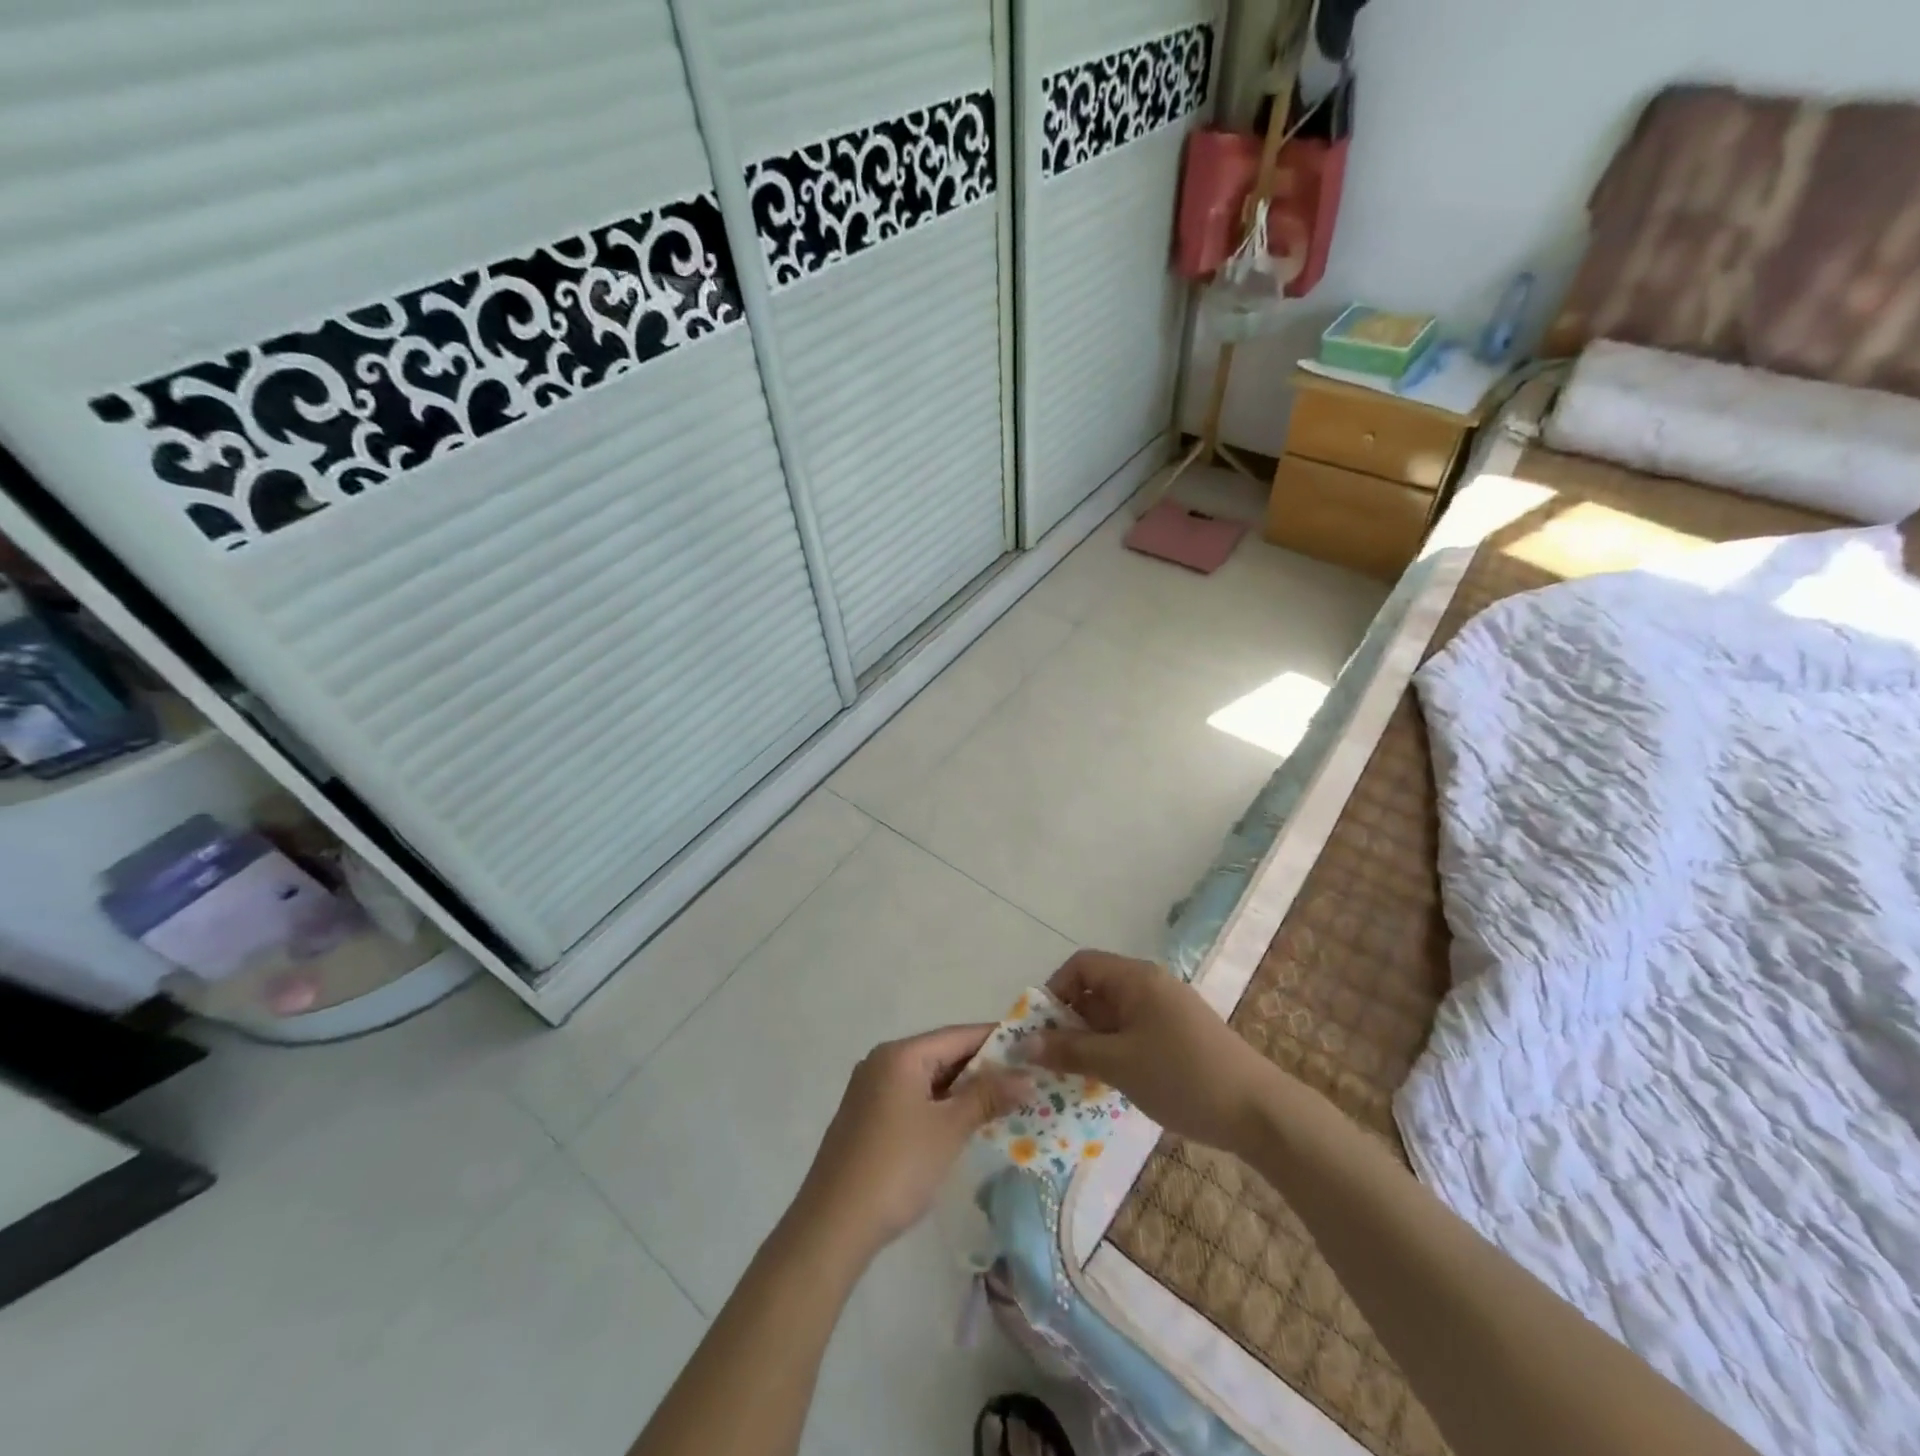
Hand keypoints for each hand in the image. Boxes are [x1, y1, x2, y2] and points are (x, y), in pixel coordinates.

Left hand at [791, 1024, 1031, 1259]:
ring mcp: (871, 1089)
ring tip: (1004, 1102)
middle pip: (942, 1053)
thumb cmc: (897, 1168)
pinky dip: (941, 1104)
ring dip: (963, 1089)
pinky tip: (964, 1123)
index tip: (1032, 1049)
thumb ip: (988, 1096)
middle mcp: (883, 1061)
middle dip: (983, 1068)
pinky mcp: (867, 1116)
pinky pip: (913, 1097)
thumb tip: (1028, 1076)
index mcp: (900, 1054)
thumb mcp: (949, 1129)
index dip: (997, 1040)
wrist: (833, 1225)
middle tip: (1025, 1081)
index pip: (958, 1035)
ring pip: (928, 1078)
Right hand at [1032, 950, 1273, 1153]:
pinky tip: (1113, 1081)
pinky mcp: (1182, 1035)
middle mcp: (1152, 984)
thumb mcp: (1118, 1064)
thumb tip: (1024, 1044)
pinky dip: (1116, 1049)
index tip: (1043, 1030)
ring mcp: (1170, 1010)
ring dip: (1092, 1039)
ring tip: (1078, 1076)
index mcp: (1136, 978)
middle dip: (1070, 1021)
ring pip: (1116, 1014)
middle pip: (1097, 989)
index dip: (1055, 991)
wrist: (1259, 1112)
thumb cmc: (1182, 1077)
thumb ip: (1070, 1051)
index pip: (1081, 965)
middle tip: (1054, 1060)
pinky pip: (1135, 1031)